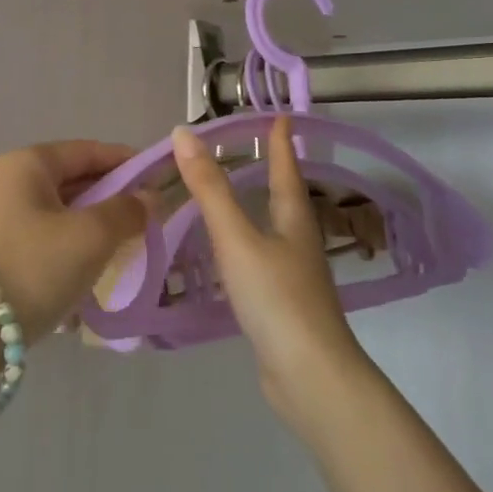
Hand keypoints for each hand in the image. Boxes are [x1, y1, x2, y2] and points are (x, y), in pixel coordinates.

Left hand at [0, 141, 149, 340]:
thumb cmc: (31, 268)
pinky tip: (86, 279)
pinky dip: (67, 253)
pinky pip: (41, 243)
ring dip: (91, 231)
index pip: (89, 151)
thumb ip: (126, 212)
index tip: (161, 183)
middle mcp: (6, 182)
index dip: (128, 163)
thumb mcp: (90, 237)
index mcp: (28, 164)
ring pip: (58, 216)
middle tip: (148, 225)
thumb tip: (149, 198)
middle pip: (73, 182)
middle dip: (112, 201)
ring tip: (123, 254)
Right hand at [172, 117, 366, 419]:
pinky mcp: (283, 304)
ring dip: (259, 208)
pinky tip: (231, 256)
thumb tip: (183, 134)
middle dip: (273, 172)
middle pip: (286, 198)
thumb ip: (209, 189)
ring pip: (275, 230)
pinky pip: (263, 260)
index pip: (287, 169)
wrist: (308, 375)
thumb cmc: (275, 297)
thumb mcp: (236, 239)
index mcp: (294, 220)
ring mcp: (294, 276)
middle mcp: (299, 242)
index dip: (280, 142)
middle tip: (254, 151)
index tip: (279, 117)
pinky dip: (247, 245)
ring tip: (238, 196)